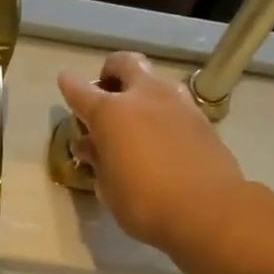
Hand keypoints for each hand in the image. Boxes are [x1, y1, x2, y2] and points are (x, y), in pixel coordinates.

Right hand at [56, 51, 249, 254]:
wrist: (207, 209)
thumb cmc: (144, 203)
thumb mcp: (108, 188)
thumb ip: (97, 160)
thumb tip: (90, 145)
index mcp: (111, 113)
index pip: (81, 90)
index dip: (70, 86)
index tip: (65, 82)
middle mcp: (144, 97)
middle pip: (125, 63)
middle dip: (112, 71)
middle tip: (107, 92)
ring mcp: (177, 103)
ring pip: (155, 81)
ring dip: (142, 91)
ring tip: (137, 119)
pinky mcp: (201, 119)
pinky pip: (175, 104)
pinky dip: (163, 112)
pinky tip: (162, 137)